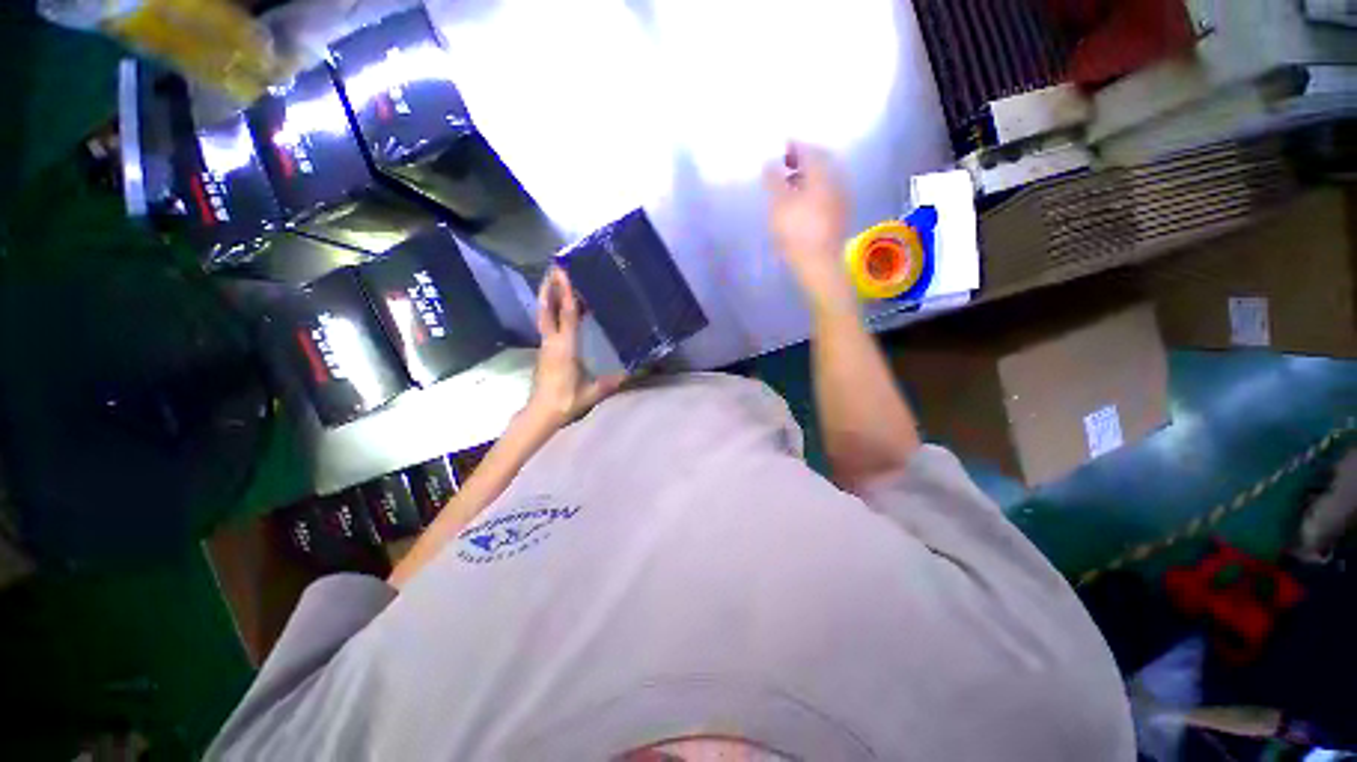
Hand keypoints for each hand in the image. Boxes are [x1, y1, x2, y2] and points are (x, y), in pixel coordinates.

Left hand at [525, 268, 625, 428]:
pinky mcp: (545, 350)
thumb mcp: (592, 393)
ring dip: (548, 295)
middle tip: (555, 267)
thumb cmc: (566, 401)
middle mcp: (552, 342)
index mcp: (565, 349)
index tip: (564, 274)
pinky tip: (559, 307)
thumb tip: (632, 372)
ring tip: (554, 278)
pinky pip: (547, 324)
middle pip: (548, 309)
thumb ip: (611, 382)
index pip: (566, 317)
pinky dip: (551, 310)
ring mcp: (546, 345)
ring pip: (544, 315)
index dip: (566, 295)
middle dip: (551, 287)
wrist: (541, 412)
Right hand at [763, 143, 854, 310]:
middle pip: (821, 162)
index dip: (795, 145)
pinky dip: (815, 189)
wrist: (819, 264)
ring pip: (825, 178)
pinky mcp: (840, 215)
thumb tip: (769, 163)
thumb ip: (773, 181)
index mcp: (822, 174)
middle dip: (804, 159)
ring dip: (809, 175)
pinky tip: (803, 202)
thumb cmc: (796, 232)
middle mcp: (836, 181)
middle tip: (786, 163)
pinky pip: (828, 192)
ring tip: (791, 184)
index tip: (782, 145)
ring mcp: (841, 199)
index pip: (809, 150)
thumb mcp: (778, 205)